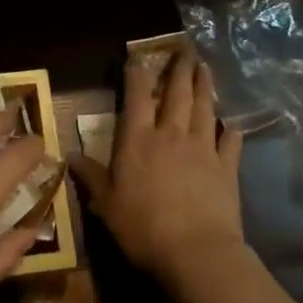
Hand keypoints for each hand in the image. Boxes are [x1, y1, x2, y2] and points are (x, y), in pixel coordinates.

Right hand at [73, 48, 245, 293]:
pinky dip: (231, 131)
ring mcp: (203, 148)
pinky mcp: (226, 168)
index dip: (137, 73)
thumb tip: (69, 155)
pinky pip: (230, 143)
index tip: (138, 55)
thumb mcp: (107, 204)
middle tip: (185, 50)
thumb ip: (91, 176)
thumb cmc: (144, 227)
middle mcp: (171, 134)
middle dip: (179, 69)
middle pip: (177, 93)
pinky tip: (233, 124)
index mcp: (138, 139)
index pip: (137, 96)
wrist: (197, 252)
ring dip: (205, 86)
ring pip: (204, 109)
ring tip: (205, 68)